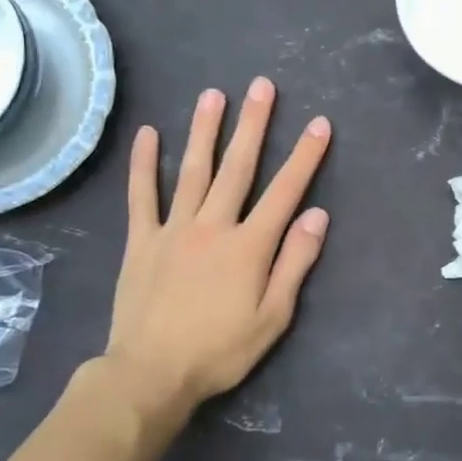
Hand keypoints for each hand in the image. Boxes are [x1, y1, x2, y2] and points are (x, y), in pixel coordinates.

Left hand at [96, 77, 330, 419]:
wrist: (151, 374)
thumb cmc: (220, 350)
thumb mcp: (272, 317)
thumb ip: (295, 263)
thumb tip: (317, 216)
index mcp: (249, 245)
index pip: (285, 191)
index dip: (305, 156)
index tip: (320, 124)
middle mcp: (213, 225)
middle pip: (238, 167)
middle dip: (254, 125)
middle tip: (262, 86)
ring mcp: (173, 229)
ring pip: (193, 170)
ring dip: (205, 130)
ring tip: (213, 94)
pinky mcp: (142, 240)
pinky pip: (142, 196)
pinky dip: (144, 164)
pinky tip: (147, 133)